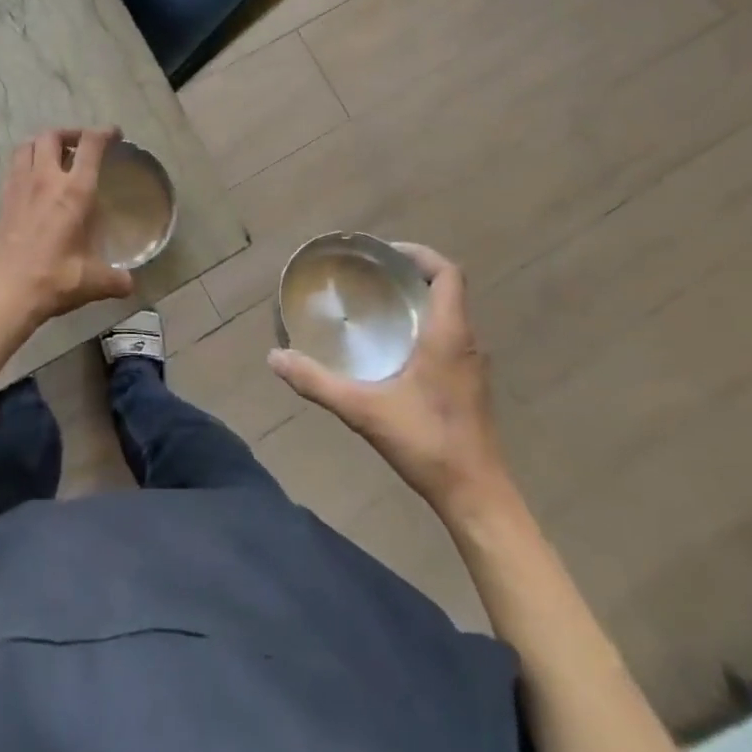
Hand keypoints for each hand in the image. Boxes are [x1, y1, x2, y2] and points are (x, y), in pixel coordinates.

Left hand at [0, 127, 134, 325]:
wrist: (2, 292)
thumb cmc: (52, 279)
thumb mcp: (93, 282)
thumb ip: (115, 279)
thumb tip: (130, 284)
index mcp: (74, 191)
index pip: (90, 145)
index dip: (104, 133)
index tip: (115, 134)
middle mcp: (45, 180)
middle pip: (52, 136)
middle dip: (70, 133)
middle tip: (82, 145)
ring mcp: (19, 188)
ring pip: (27, 146)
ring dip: (43, 143)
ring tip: (55, 156)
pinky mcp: (3, 201)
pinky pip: (14, 168)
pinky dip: (26, 163)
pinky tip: (34, 183)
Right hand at [269, 243, 508, 512]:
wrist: (476, 496)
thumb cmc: (427, 443)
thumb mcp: (364, 410)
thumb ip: (317, 382)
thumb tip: (274, 357)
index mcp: (448, 335)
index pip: (448, 273)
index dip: (419, 255)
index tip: (384, 255)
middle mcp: (466, 342)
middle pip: (447, 290)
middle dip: (410, 275)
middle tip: (370, 277)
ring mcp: (471, 365)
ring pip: (448, 315)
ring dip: (417, 302)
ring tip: (376, 305)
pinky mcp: (469, 385)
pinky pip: (448, 338)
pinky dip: (423, 328)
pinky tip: (392, 349)